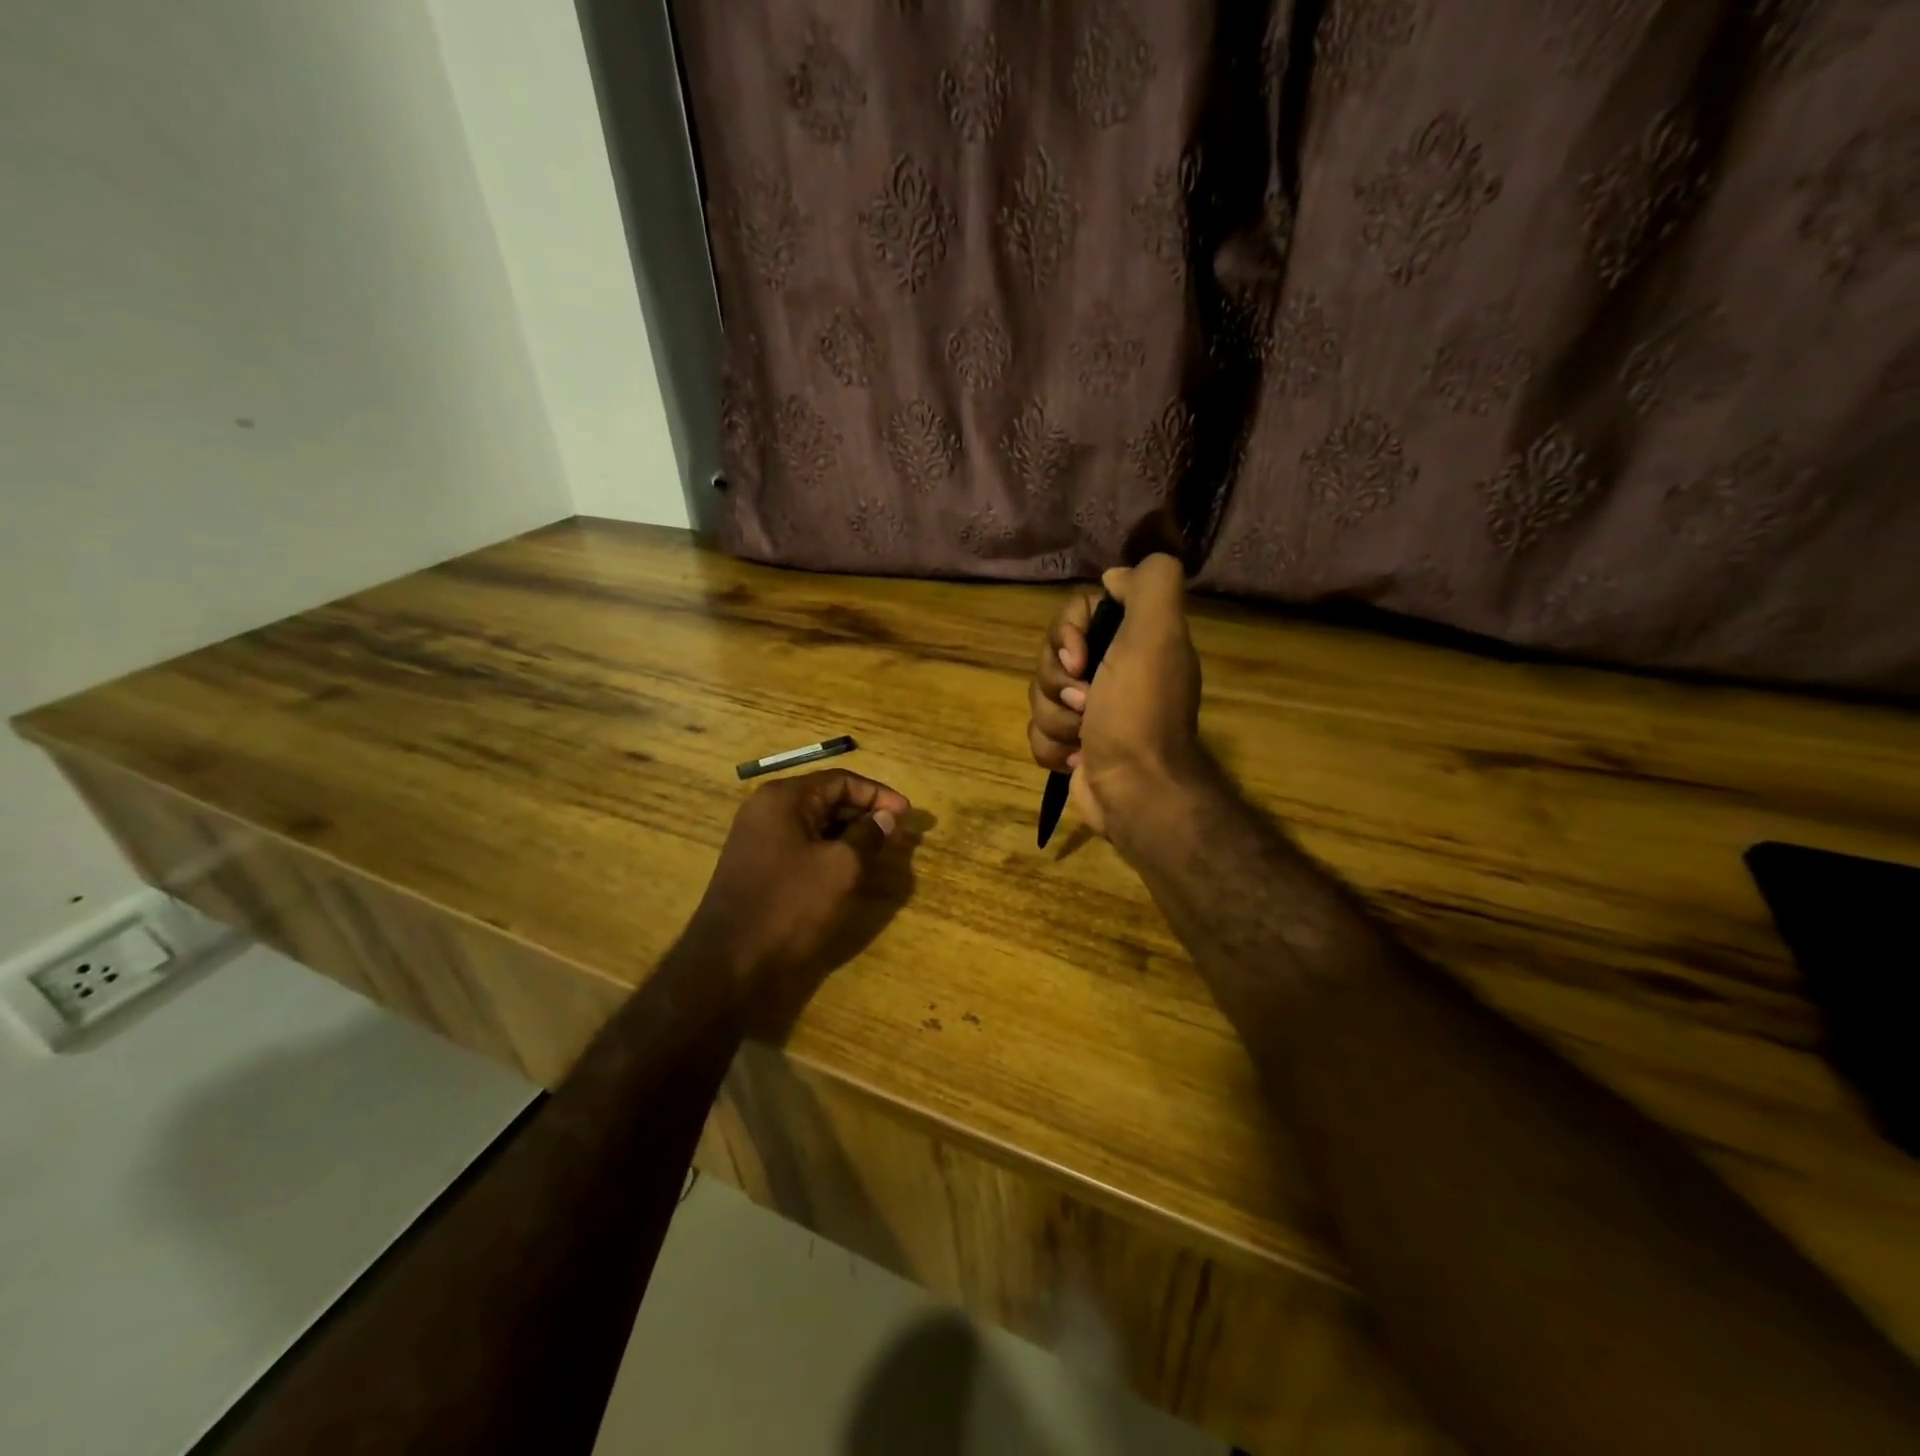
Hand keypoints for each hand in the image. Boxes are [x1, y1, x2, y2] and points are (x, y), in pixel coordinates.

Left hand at [684, 769, 910, 993]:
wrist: (729, 964)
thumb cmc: (790, 906)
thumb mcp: (841, 868)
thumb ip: (868, 836)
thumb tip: (886, 817)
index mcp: (783, 799)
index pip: (841, 780)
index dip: (878, 795)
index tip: (907, 815)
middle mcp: (766, 810)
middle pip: (826, 798)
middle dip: (864, 813)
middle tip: (897, 833)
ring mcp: (757, 839)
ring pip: (814, 824)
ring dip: (848, 834)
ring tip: (879, 851)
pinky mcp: (757, 867)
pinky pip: (800, 846)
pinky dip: (828, 851)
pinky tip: (849, 870)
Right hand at [1027, 554, 1201, 840]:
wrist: (1135, 791)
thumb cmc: (1139, 712)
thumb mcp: (1157, 634)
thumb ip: (1150, 584)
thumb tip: (1116, 575)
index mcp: (1130, 640)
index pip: (1074, 614)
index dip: (1065, 634)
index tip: (1079, 659)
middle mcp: (1110, 670)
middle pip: (1049, 657)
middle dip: (1057, 684)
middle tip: (1086, 704)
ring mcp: (1089, 711)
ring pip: (1038, 697)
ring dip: (1056, 720)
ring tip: (1085, 738)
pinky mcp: (1073, 745)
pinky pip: (1037, 733)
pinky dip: (1053, 748)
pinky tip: (1078, 759)